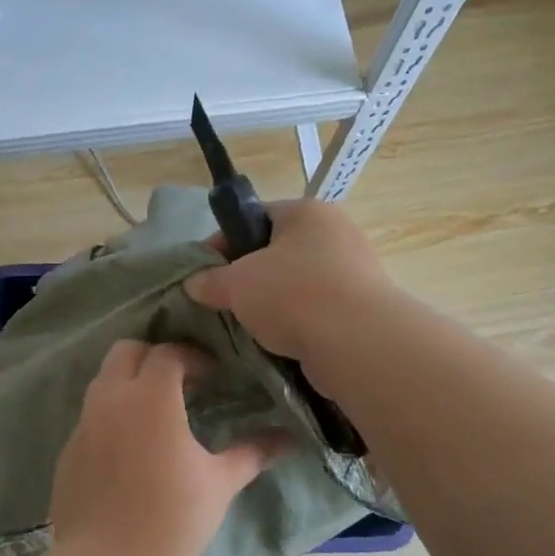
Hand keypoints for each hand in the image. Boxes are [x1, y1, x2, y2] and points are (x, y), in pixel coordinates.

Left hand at [50, 341, 286, 555]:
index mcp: (149, 396)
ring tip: (156, 413)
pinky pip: (90, 417)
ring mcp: (83, 424)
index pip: (168, 354)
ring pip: (103, 382)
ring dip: (129, 383)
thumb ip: (253, 452)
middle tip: (180, 382)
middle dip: (153, 356)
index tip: (213, 376)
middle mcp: (110, 399)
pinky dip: (111, 416)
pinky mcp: (67, 451)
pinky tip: (129, 450)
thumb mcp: (220, 482)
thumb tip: (290, 439)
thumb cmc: (174, 517)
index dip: (193, 357)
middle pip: (126, 351)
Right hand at [183, 199, 392, 365]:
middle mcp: (335, 233)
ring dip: (271, 305)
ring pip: (296, 285)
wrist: (357, 342)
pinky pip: (315, 311)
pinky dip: (295, 324)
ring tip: (247, 327)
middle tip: (223, 302)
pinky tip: (276, 343)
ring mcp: (353, 272)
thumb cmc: (292, 294)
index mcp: (307, 212)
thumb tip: (193, 284)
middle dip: (247, 278)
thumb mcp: (237, 284)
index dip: (223, 243)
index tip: (203, 273)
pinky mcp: (361, 309)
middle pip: (277, 253)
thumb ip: (210, 281)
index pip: (255, 217)